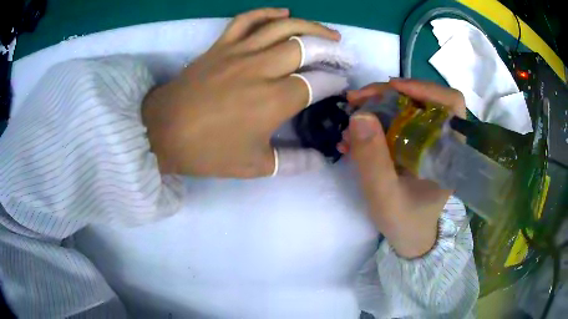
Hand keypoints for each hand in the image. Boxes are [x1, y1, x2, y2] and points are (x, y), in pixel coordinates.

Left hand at [142, 8, 352, 177]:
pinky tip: (284, 13)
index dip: (335, 82)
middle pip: (308, 47)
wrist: (163, 132)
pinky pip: (246, 19)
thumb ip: (292, 162)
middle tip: (346, 55)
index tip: (341, 85)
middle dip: (334, 50)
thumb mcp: (254, 166)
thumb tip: (319, 161)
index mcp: (274, 101)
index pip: (318, 83)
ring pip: (284, 28)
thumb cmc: (208, 151)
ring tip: (329, 33)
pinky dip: (267, 13)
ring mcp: (239, 52)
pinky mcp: (221, 45)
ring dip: (312, 27)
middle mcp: (262, 69)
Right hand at [343, 79, 465, 257]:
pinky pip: (392, 123)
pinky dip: (371, 124)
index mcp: (449, 151)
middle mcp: (440, 139)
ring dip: (374, 108)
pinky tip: (352, 138)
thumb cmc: (404, 222)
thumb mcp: (385, 198)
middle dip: (386, 95)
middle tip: (355, 101)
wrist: (408, 236)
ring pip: (403, 107)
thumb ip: (373, 161)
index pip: (451, 103)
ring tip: (349, 122)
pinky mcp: (412, 144)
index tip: (392, 88)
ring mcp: (425, 140)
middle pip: (420, 99)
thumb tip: (359, 115)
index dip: (425, 87)